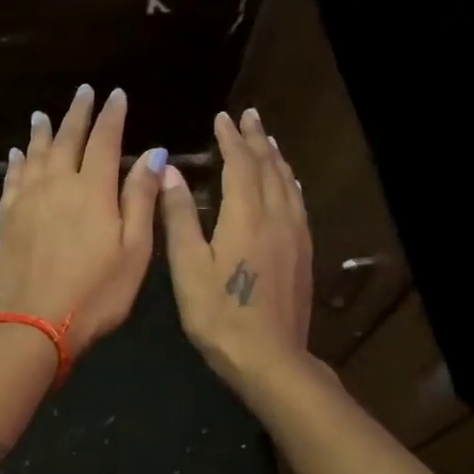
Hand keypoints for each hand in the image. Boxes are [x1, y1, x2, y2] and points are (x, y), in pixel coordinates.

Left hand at [0, 85, 166, 356]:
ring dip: (43, 131)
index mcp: (93, 190)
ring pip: (36, 153)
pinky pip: (13, 178)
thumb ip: (141, 199)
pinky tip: (18, 153)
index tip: (116, 95)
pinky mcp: (8, 217)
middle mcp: (57, 184)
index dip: (111, 116)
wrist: (34, 324)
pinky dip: (17, 161)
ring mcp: (27, 199)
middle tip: (84, 92)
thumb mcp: (134, 250)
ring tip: (44, 115)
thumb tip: (154, 154)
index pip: (104, 140)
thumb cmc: (96, 292)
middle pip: (67, 138)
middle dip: (78, 113)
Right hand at [159, 108, 312, 387]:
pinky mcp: (303, 253)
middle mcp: (276, 217)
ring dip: (275, 157)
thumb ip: (180, 216)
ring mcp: (295, 235)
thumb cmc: (219, 314)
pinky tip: (287, 183)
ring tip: (267, 140)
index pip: (240, 164)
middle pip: (269, 167)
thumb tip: (170, 170)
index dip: (230, 139)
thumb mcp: (188, 266)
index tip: (222, 118)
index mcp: (246, 216)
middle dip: (256, 139)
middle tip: (249, 116)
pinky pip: (298, 202)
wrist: (270, 358)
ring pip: (287, 183)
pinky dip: (289, 182)